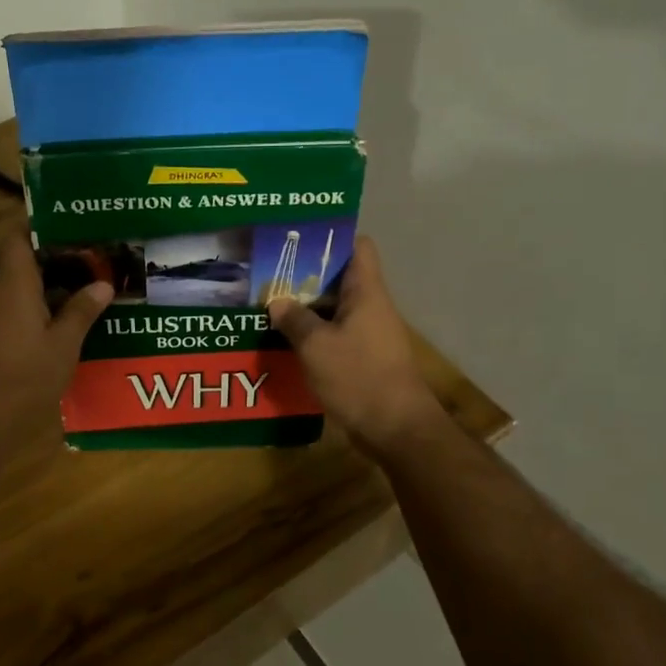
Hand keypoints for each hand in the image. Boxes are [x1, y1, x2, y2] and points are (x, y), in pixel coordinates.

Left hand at [0, 232, 111, 449]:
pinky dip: (51, 309)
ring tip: (97, 283)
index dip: (41, 225)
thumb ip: (82, 312)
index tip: (73, 220)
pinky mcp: (1, 343)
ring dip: (59, 286)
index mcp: (16, 287)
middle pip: (28, 264)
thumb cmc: (24, 377)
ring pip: (30, 290)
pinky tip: (79, 319)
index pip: (19, 239)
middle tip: (100, 254)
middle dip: (62, 257)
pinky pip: (27, 313)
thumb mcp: (63, 345)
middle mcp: (3, 297)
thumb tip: (103, 283)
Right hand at [267, 236, 444, 457]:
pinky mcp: (363, 358)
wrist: (396, 428)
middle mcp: (371, 307)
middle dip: (306, 275)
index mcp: (366, 292)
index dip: (332, 236)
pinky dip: (313, 335)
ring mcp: (369, 334)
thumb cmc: (358, 377)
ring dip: (306, 308)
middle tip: (270, 273)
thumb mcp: (316, 346)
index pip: (358, 246)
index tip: (299, 239)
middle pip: (340, 277)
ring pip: (334, 309)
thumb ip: (294, 320)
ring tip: (269, 305)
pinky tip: (285, 341)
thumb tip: (277, 302)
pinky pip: (335, 335)